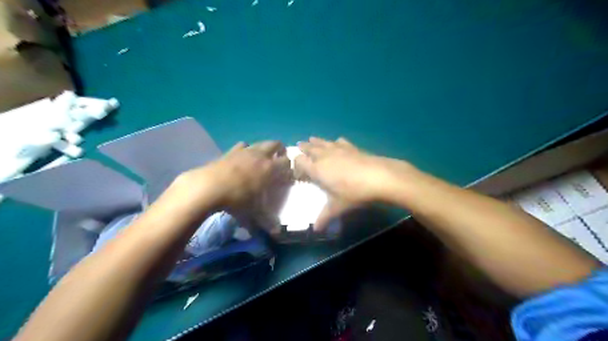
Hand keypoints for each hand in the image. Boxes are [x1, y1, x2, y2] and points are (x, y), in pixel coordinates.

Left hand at [176, 140, 291, 231]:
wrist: (208, 187)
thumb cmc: (236, 200)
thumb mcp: (253, 214)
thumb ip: (267, 223)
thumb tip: (276, 233)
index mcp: (270, 168)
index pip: (287, 162)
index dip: (290, 167)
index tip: (288, 175)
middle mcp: (260, 156)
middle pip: (276, 144)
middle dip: (281, 150)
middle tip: (279, 161)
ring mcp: (245, 151)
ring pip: (260, 143)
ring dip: (264, 149)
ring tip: (261, 160)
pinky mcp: (231, 151)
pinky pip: (243, 145)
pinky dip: (246, 150)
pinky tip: (242, 159)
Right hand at [294, 137, 418, 229]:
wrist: (379, 177)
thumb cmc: (353, 193)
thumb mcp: (337, 207)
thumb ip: (324, 216)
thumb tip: (316, 229)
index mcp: (317, 169)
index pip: (300, 161)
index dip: (296, 163)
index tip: (296, 169)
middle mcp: (325, 156)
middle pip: (310, 148)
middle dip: (303, 148)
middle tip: (299, 145)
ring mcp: (339, 149)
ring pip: (323, 142)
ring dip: (316, 141)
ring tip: (311, 139)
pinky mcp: (352, 147)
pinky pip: (339, 141)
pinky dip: (335, 141)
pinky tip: (336, 141)